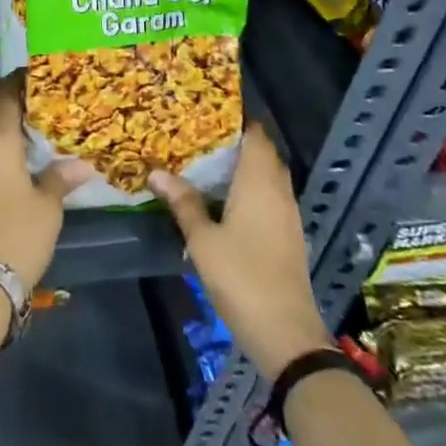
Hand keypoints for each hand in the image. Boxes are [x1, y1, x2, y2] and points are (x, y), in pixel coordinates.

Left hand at [0, 73, 88, 285]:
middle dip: (16, 111)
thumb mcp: (48, 206)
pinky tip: (20, 168)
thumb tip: (80, 163)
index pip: (3, 95)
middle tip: (46, 111)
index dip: (18, 82)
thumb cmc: (16, 234)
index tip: (36, 76)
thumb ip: (60, 178)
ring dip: (7, 137)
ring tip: (37, 140)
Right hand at [149, 121, 334, 379]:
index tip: (208, 113)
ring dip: (243, 167)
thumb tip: (157, 172)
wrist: (286, 333)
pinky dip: (250, 189)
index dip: (236, 120)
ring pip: (268, 177)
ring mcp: (287, 215)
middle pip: (263, 154)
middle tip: (200, 138)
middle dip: (236, 142)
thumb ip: (183, 202)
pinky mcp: (288, 236)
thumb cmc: (241, 277)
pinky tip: (225, 201)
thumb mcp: (202, 239)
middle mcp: (278, 191)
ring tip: (207, 165)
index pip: (255, 135)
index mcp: (259, 182)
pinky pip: (270, 197)